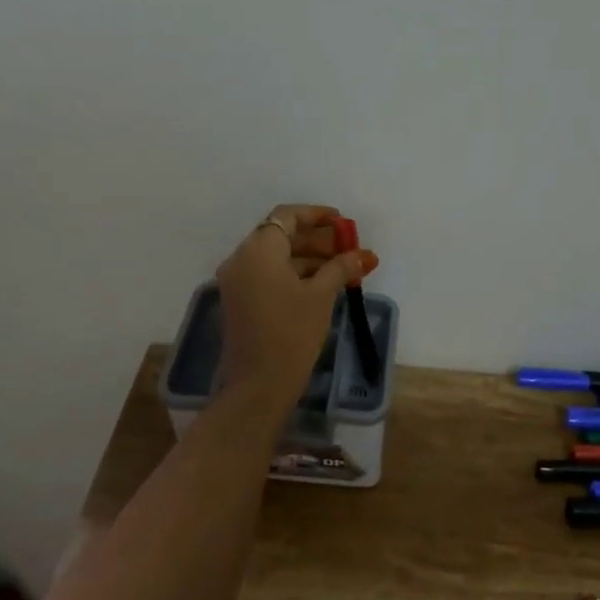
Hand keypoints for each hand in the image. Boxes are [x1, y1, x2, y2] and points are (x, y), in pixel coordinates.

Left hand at [214, 204, 377, 407]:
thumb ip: (341, 267)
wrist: (259, 385)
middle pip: (281, 236)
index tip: (343, 222)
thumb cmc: (292, 333)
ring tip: (343, 270)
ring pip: (275, 258)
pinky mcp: (239, 302)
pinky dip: (293, 275)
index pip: (287, 217)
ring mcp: (237, 282)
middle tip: (348, 249)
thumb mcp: (321, 296)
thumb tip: (362, 254)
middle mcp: (241, 259)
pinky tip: (322, 285)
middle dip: (317, 240)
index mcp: (258, 250)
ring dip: (308, 259)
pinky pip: (268, 276)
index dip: (317, 215)